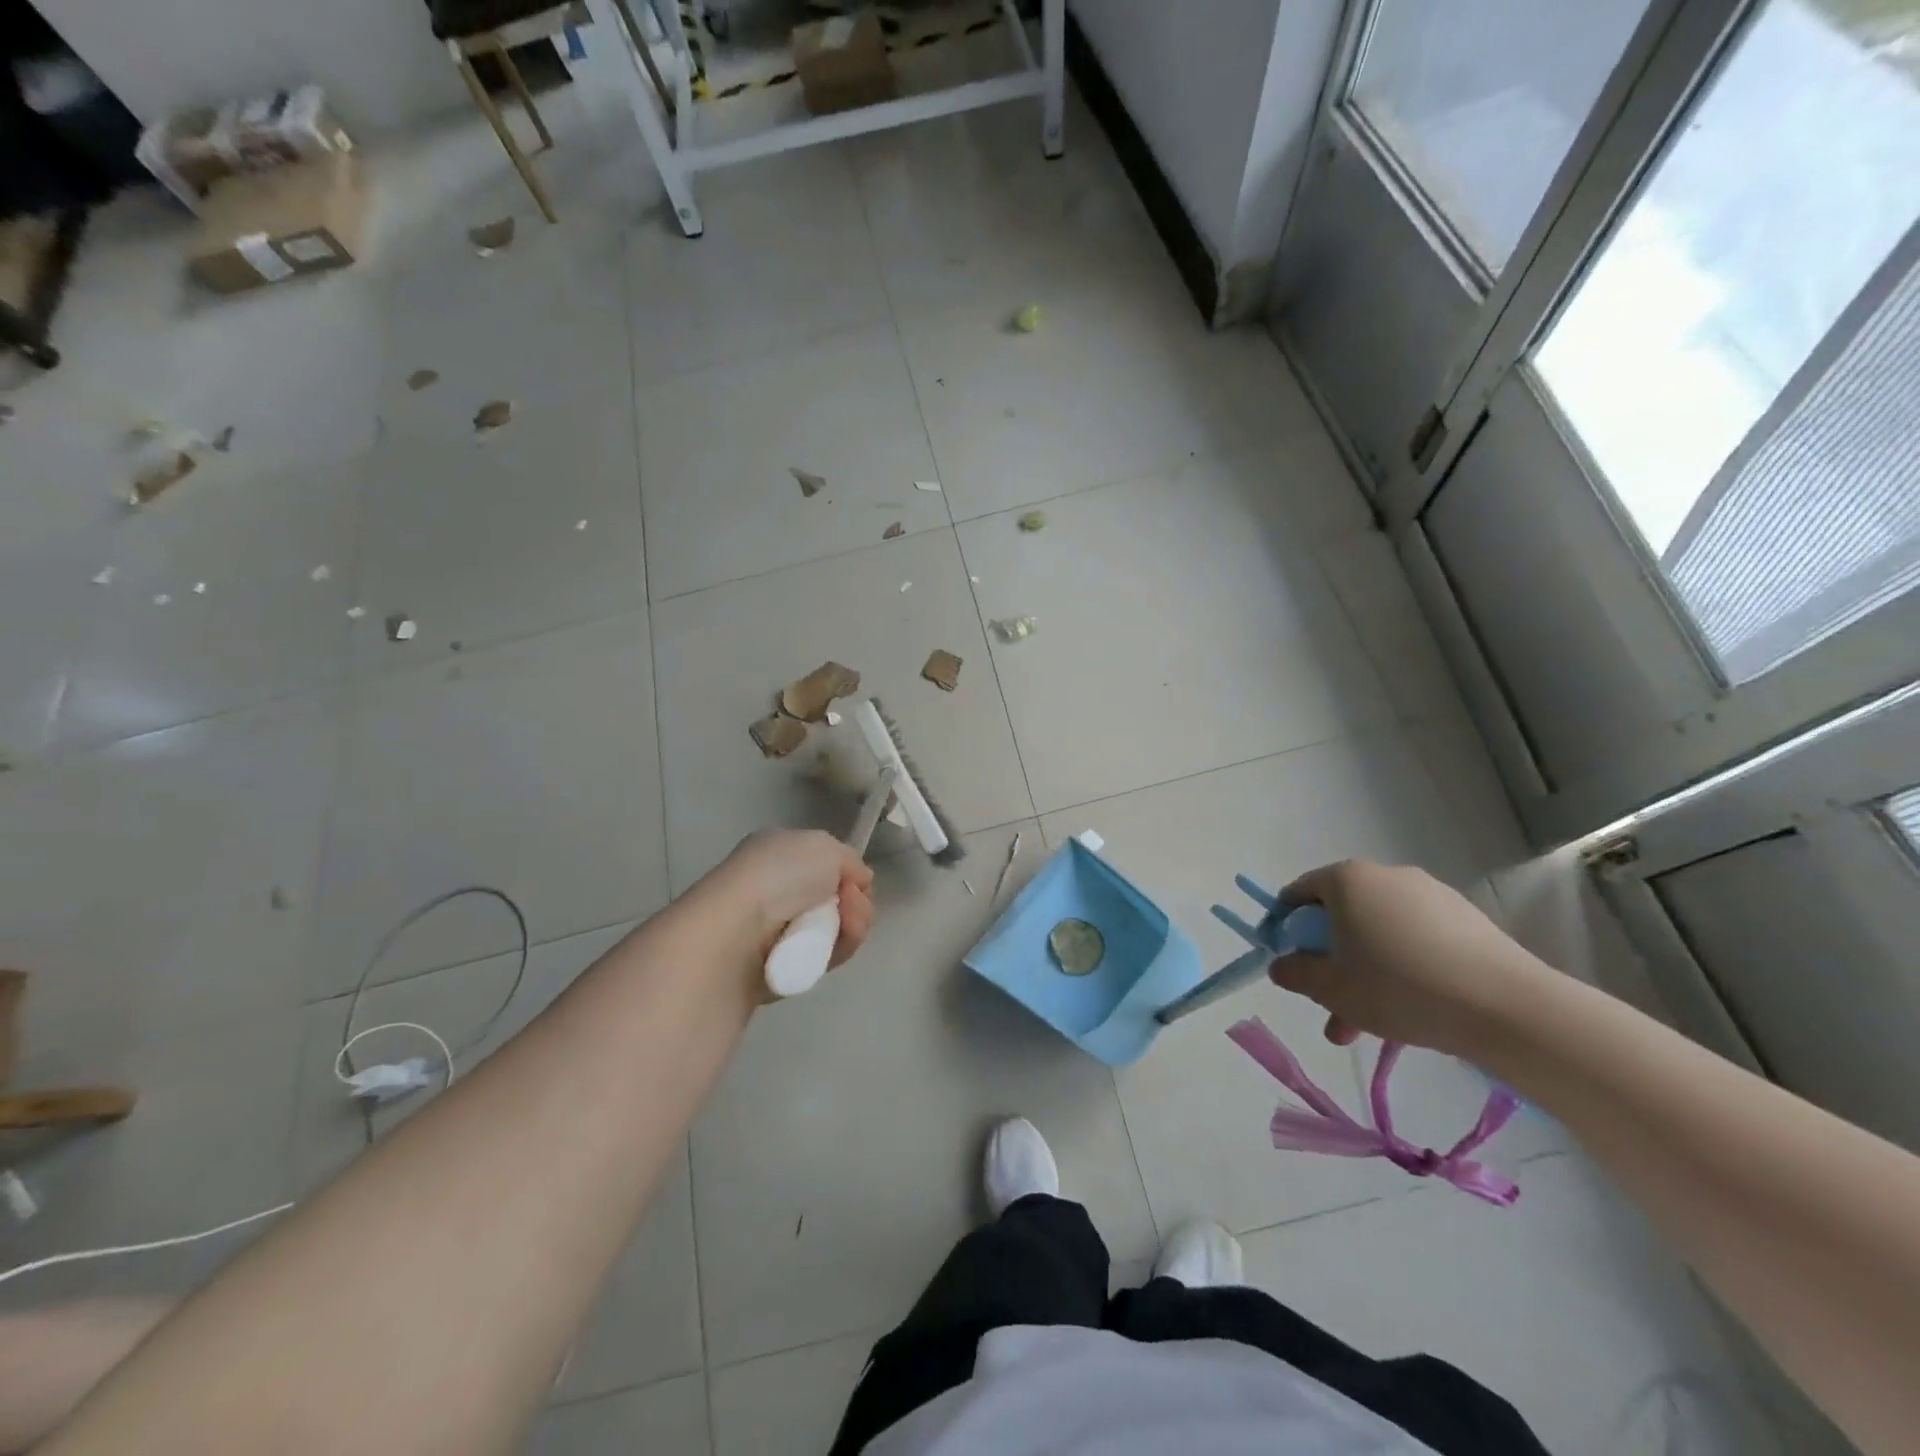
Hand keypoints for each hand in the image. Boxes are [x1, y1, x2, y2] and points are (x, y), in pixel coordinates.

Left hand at [704, 829, 876, 970]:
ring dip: (853, 924)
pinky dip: (838, 949)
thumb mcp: (826, 846)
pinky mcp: (783, 964)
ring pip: (837, 929)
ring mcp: (778, 928)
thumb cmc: (779, 875)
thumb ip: (849, 860)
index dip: (849, 873)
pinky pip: (826, 957)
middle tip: (853, 903)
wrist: (739, 929)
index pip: (826, 865)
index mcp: (779, 853)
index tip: (855, 881)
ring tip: (847, 924)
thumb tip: (857, 883)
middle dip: (856, 902)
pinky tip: (832, 945)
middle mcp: (777, 889)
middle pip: (838, 899)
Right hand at [1267, 860, 1546, 1057]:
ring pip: (1378, 933)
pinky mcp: (1464, 918)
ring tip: (1366, 1027)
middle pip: (1340, 917)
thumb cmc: (1400, 988)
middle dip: (1329, 963)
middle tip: (1328, 1007)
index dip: (1284, 927)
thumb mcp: (1331, 989)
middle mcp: (1385, 875)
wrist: (1506, 1007)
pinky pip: (1414, 938)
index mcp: (1346, 880)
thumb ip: (1295, 973)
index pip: (1298, 893)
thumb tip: (1281, 965)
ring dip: (1364, 973)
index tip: (1286, 961)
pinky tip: (1411, 1009)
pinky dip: (1402, 966)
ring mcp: (1429, 894)